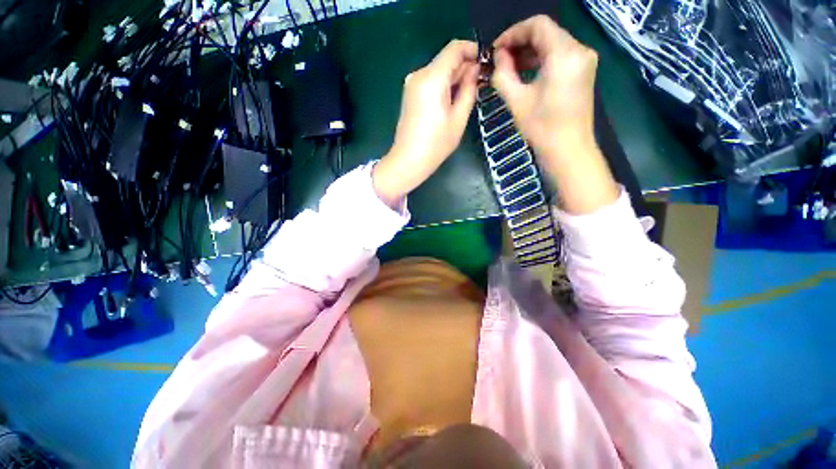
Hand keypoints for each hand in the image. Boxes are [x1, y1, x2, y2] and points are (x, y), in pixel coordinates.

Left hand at [374, 40, 478, 207]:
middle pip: (446, 60)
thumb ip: (469, 90)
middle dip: (464, 67)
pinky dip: (443, 86)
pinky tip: (451, 102)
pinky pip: (430, 82)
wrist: (408, 161)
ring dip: (454, 78)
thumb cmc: (435, 145)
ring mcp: (412, 84)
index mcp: (432, 78)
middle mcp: (419, 74)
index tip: (485, 64)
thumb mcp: (458, 119)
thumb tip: (475, 71)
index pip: (455, 48)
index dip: (472, 51)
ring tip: (467, 96)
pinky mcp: (410, 94)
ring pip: (439, 71)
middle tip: (480, 84)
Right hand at [492, 16, 618, 214]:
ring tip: (509, 68)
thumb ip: (503, 74)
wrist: (568, 150)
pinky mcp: (583, 72)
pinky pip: (559, 56)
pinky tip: (525, 73)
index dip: (513, 33)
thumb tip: (498, 57)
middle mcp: (579, 50)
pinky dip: (541, 61)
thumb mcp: (517, 101)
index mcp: (565, 53)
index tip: (495, 50)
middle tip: (499, 61)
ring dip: (529, 52)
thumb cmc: (542, 128)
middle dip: (520, 43)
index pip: (537, 25)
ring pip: (553, 44)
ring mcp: (584, 61)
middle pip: (546, 33)